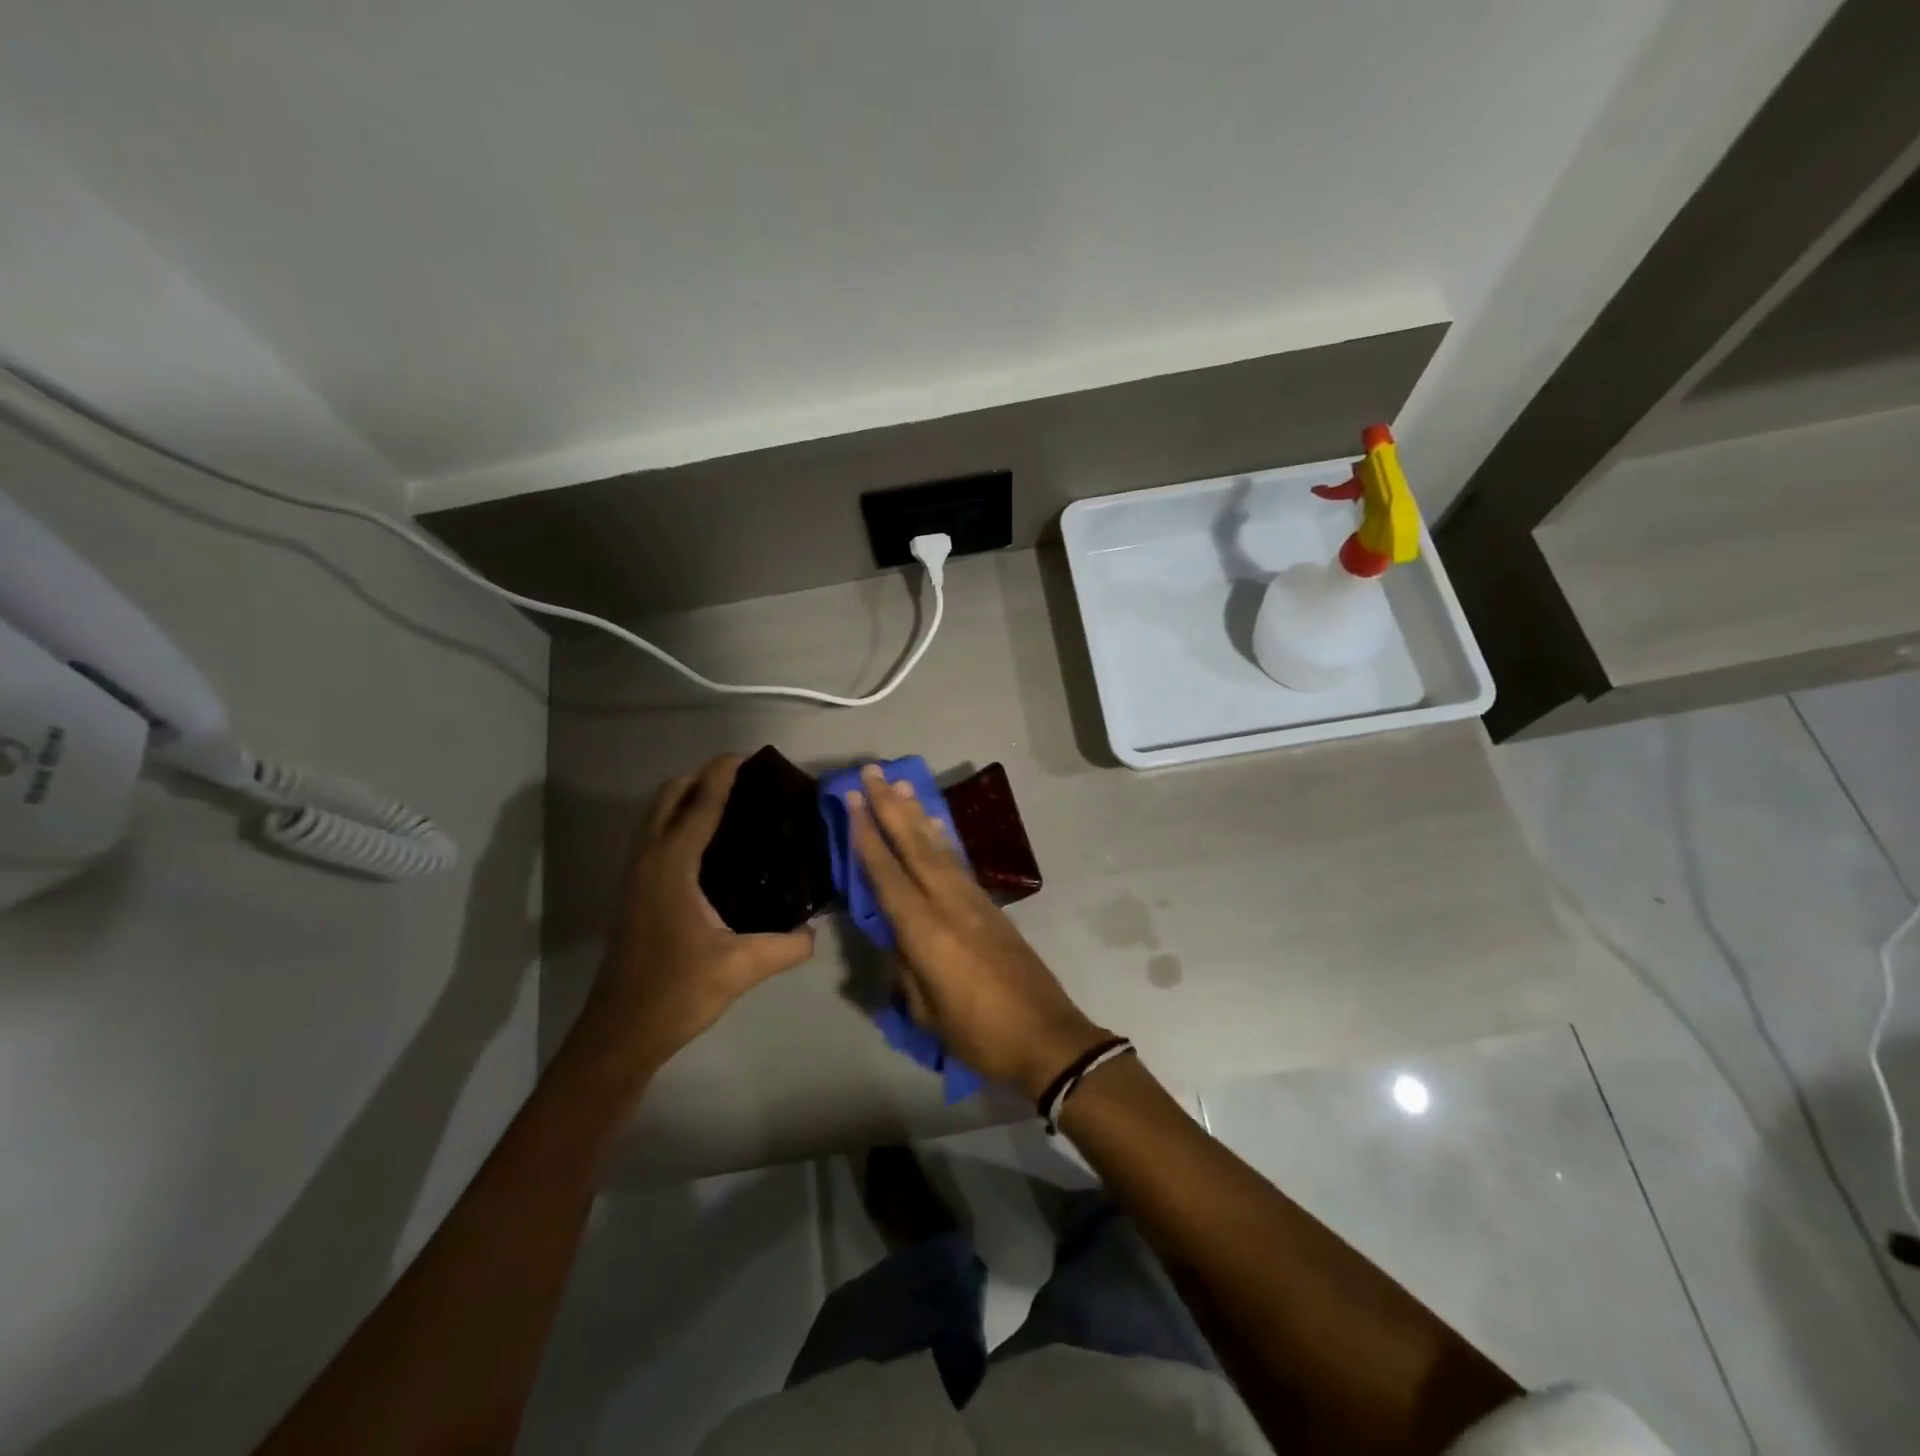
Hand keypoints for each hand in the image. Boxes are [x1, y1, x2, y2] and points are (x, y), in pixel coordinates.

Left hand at [584, 755, 814, 1069]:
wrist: (621, 1032)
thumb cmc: (677, 992)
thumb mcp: (741, 968)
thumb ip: (786, 946)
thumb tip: (814, 932)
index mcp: (672, 866)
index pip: (700, 804)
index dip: (724, 773)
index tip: (751, 755)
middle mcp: (649, 860)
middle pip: (669, 795)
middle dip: (703, 776)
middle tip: (746, 780)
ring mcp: (636, 875)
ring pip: (657, 814)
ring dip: (688, 796)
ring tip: (732, 803)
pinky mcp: (635, 891)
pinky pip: (656, 835)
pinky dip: (679, 820)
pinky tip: (711, 845)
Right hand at [846, 764, 1107, 1100]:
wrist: (1047, 1038)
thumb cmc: (980, 1034)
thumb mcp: (927, 1011)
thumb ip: (906, 969)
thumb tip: (897, 941)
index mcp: (926, 932)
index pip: (888, 875)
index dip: (867, 837)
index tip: (853, 801)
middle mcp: (949, 904)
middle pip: (914, 847)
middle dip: (891, 807)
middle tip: (872, 771)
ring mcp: (974, 902)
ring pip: (939, 848)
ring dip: (917, 813)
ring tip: (902, 783)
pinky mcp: (991, 907)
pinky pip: (958, 862)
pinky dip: (943, 838)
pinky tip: (936, 823)